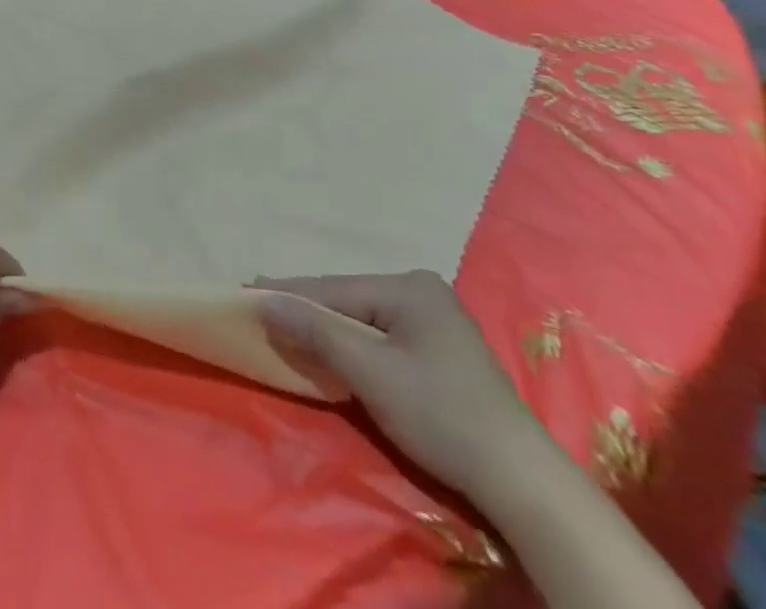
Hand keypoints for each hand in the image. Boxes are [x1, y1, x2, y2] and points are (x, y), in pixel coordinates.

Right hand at [253, 271, 551, 508]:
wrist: (519, 480)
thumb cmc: (441, 415)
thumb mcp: (372, 373)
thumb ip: (317, 332)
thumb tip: (265, 301)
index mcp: (409, 286)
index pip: (334, 289)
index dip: (288, 293)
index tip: (246, 290)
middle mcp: (421, 291)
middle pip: (348, 300)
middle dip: (306, 309)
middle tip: (260, 309)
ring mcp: (434, 320)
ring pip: (362, 319)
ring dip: (326, 328)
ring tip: (284, 325)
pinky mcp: (439, 350)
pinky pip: (380, 336)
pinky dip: (351, 343)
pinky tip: (329, 346)